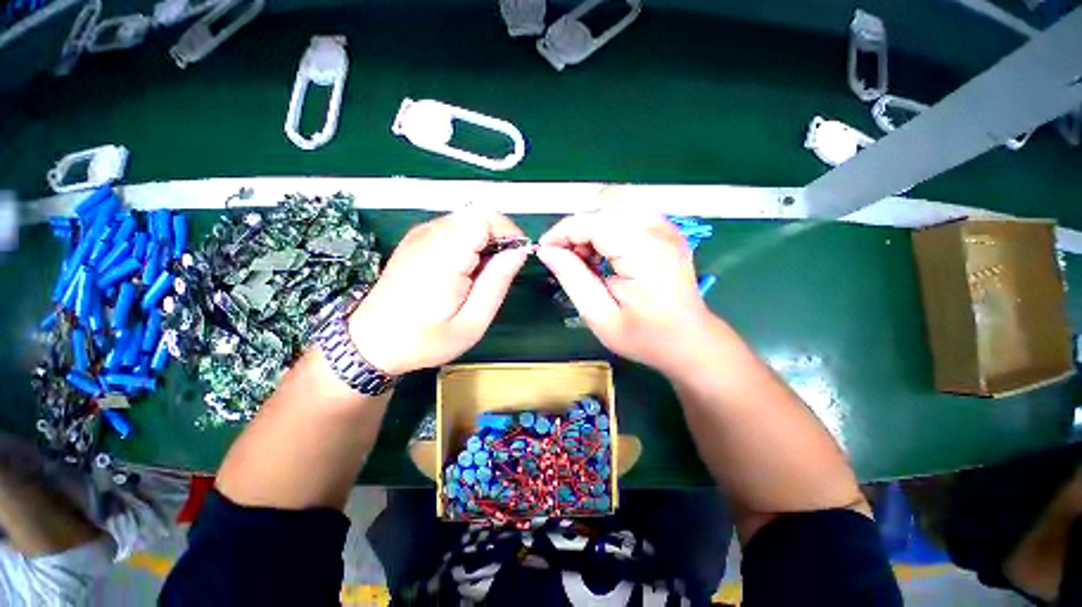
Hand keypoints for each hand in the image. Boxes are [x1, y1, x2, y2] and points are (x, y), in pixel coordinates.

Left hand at [348, 210, 528, 374]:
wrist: (371, 342)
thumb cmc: (424, 340)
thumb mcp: (472, 322)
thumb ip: (497, 282)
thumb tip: (518, 252)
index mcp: (444, 255)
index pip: (485, 217)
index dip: (507, 233)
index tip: (515, 259)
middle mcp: (430, 235)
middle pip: (478, 214)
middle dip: (498, 238)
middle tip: (500, 271)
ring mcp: (420, 234)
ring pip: (468, 220)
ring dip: (484, 241)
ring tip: (481, 275)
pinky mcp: (416, 239)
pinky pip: (454, 228)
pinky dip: (469, 242)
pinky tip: (464, 270)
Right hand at [536, 209, 712, 375]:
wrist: (689, 340)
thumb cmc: (645, 336)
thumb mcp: (601, 317)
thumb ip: (573, 279)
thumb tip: (547, 251)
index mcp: (644, 253)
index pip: (593, 221)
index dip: (562, 232)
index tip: (545, 250)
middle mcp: (659, 230)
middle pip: (606, 201)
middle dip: (578, 224)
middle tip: (570, 256)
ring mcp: (666, 226)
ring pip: (617, 199)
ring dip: (593, 220)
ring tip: (588, 254)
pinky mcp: (667, 228)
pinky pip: (629, 209)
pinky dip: (608, 221)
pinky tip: (605, 250)